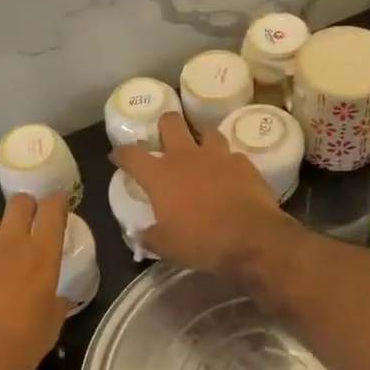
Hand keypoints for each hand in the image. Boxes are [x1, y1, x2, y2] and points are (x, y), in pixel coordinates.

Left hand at [0, 193, 68, 369]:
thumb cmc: (18, 348)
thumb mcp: (50, 328)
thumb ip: (56, 304)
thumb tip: (58, 298)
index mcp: (43, 256)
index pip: (54, 210)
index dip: (56, 203)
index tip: (57, 206)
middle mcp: (12, 242)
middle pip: (19, 203)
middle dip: (25, 208)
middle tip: (26, 224)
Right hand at [112, 112, 292, 275]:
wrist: (251, 238)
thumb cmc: (201, 241)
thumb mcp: (167, 247)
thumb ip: (150, 236)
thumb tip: (142, 234)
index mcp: (160, 175)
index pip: (132, 155)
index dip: (122, 153)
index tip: (117, 155)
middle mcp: (186, 157)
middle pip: (170, 122)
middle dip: (165, 125)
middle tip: (165, 139)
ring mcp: (217, 156)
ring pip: (206, 131)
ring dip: (201, 140)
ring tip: (201, 153)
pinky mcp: (243, 163)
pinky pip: (232, 155)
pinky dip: (228, 163)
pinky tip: (229, 175)